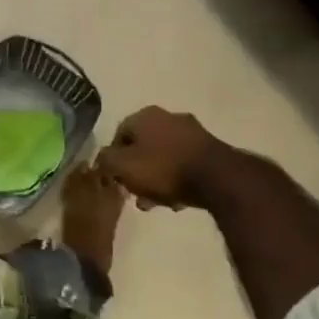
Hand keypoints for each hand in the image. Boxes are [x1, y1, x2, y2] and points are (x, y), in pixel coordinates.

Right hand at [97, 106, 229, 209]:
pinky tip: (177, 199)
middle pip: (142, 147)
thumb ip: (106, 161)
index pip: (118, 134)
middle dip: (137, 172)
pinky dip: (177, 179)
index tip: (116, 180)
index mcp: (144, 115)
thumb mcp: (123, 166)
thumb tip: (102, 159)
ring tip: (157, 203)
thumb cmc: (163, 168)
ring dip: (157, 179)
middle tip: (136, 194)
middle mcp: (168, 116)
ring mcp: (192, 131)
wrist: (216, 177)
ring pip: (163, 157)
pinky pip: (183, 163)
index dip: (113, 159)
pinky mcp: (210, 148)